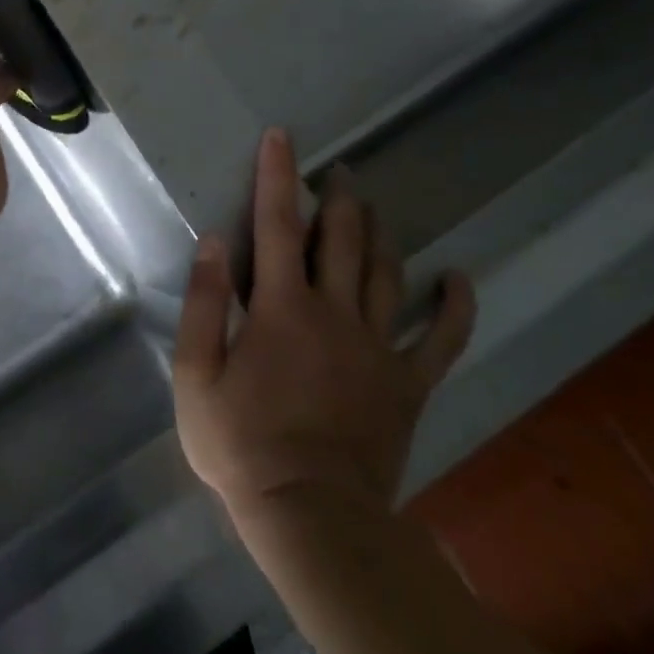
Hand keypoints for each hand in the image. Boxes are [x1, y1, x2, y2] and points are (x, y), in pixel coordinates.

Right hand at [172, 128, 474, 517]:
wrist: (312, 516)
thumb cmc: (240, 443)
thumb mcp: (195, 374)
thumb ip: (204, 303)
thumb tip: (214, 241)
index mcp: (281, 307)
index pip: (276, 224)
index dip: (277, 176)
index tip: (282, 138)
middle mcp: (334, 313)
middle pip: (340, 240)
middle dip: (337, 198)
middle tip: (338, 170)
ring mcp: (378, 348)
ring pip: (386, 274)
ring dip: (380, 233)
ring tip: (372, 206)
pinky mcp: (407, 384)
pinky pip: (441, 339)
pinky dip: (454, 306)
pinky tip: (458, 276)